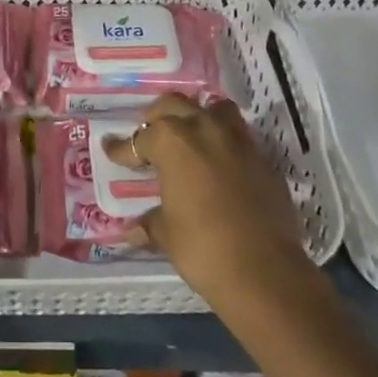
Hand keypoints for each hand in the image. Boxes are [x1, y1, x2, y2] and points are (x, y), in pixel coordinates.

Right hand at [108, 94, 316, 310]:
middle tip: (150, 137)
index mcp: (172, 141)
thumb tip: (135, 230)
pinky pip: (239, 138)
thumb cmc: (203, 247)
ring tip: (189, 136)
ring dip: (198, 117)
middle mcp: (204, 129)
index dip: (122, 149)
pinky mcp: (263, 160)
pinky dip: (225, 144)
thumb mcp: (167, 234)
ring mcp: (238, 142)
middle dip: (157, 117)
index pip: (140, 139)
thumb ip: (151, 223)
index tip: (112, 151)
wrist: (265, 272)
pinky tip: (219, 165)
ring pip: (214, 109)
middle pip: (174, 105)